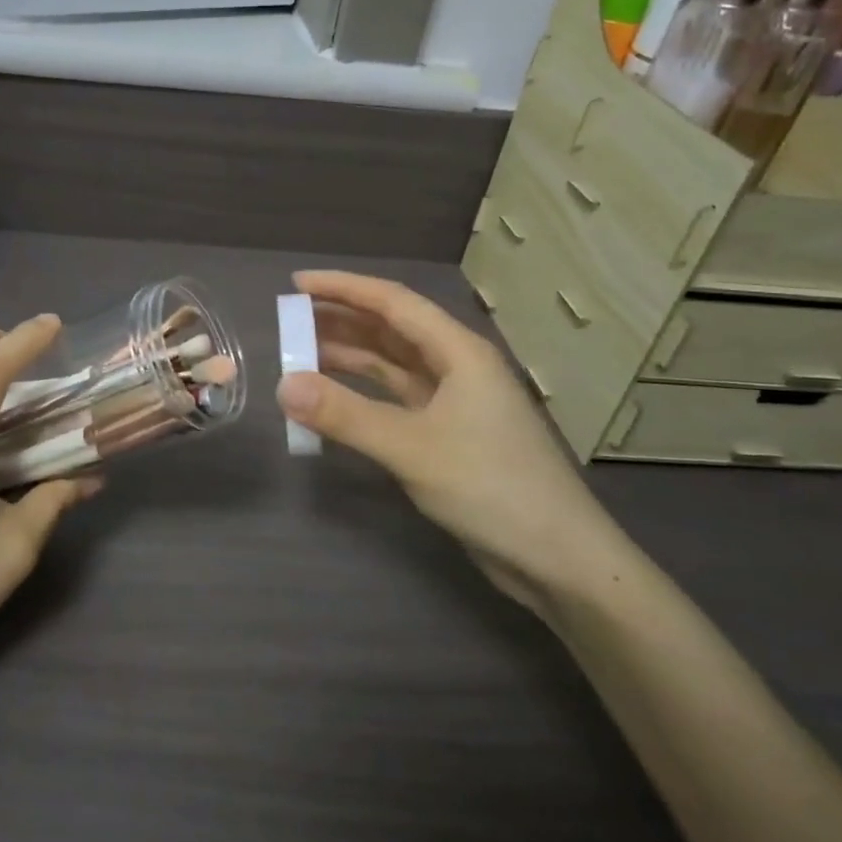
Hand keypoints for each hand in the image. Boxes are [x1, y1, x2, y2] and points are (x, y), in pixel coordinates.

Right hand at [275, 271, 625, 608]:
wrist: (558, 558)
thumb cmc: (491, 487)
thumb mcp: (411, 448)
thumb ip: (345, 415)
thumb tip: (283, 386)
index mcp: (459, 351)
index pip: (392, 302)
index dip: (343, 288)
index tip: (298, 283)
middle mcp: (457, 366)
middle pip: (391, 330)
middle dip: (341, 320)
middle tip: (290, 319)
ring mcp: (454, 402)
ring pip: (392, 365)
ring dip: (349, 358)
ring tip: (300, 354)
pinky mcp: (448, 435)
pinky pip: (395, 400)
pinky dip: (362, 396)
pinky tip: (332, 400)